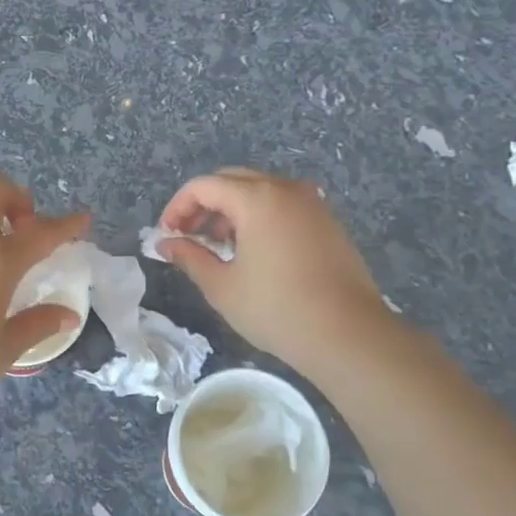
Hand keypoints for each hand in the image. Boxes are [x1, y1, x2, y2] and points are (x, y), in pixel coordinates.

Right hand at [157, 167, 386, 376]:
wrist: (349, 335)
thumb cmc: (277, 309)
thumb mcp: (222, 286)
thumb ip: (190, 257)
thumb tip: (166, 243)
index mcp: (256, 198)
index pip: (203, 186)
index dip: (178, 207)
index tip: (167, 235)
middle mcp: (285, 189)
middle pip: (232, 180)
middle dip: (204, 204)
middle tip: (188, 236)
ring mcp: (312, 203)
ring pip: (259, 190)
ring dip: (232, 209)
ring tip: (220, 246)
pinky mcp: (328, 221)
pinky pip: (284, 204)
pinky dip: (260, 215)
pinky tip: (256, 251)